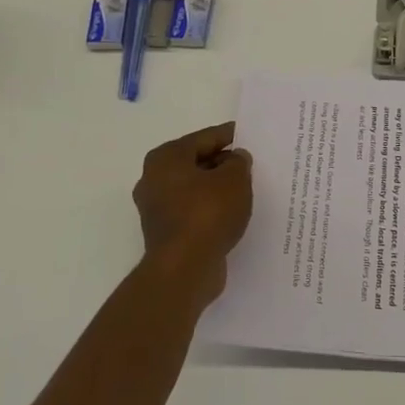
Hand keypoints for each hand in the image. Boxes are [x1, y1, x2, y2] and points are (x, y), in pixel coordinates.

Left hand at [133, 122, 253, 305]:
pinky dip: (211, 209)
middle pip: (196, 162)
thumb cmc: (207, 214)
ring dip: (217, 188)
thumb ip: (239, 162)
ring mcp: (157, 208)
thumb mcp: (234, 180)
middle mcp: (154, 178)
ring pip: (194, 188)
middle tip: (250, 165)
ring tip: (246, 190)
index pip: (204, 138)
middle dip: (222, 163)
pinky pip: (194, 211)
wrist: (184, 269)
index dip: (229, 135)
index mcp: (166, 157)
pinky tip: (232, 214)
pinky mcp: (166, 232)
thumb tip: (236, 158)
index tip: (249, 136)